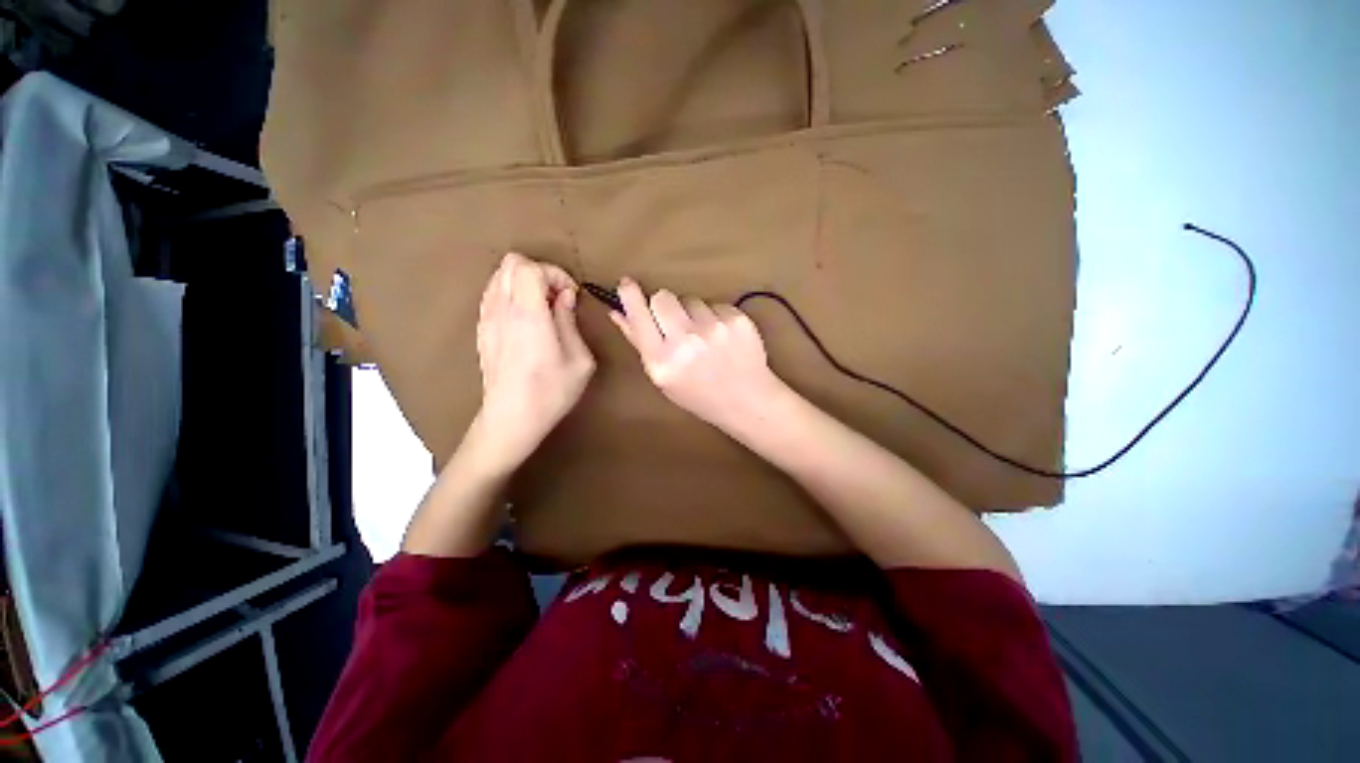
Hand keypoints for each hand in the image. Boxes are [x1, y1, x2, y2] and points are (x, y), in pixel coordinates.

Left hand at [472, 253, 594, 470]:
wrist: (512, 418)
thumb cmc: (551, 392)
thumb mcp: (579, 360)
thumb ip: (570, 322)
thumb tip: (565, 297)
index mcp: (528, 315)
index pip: (531, 267)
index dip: (556, 273)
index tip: (571, 295)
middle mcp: (502, 310)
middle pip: (512, 263)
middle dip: (540, 272)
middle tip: (558, 297)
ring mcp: (487, 319)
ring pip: (499, 275)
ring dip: (524, 281)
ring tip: (543, 307)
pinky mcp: (482, 329)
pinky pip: (493, 294)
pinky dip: (511, 294)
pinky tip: (527, 318)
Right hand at [610, 277, 784, 431]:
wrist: (747, 401)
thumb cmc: (699, 395)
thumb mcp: (663, 378)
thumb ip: (639, 343)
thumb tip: (617, 311)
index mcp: (662, 361)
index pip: (639, 316)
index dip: (630, 296)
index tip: (627, 283)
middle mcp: (686, 341)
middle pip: (663, 297)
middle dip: (664, 305)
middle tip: (675, 322)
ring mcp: (714, 328)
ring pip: (691, 299)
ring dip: (692, 313)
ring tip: (704, 337)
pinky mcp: (737, 320)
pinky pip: (715, 304)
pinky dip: (715, 317)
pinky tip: (723, 338)